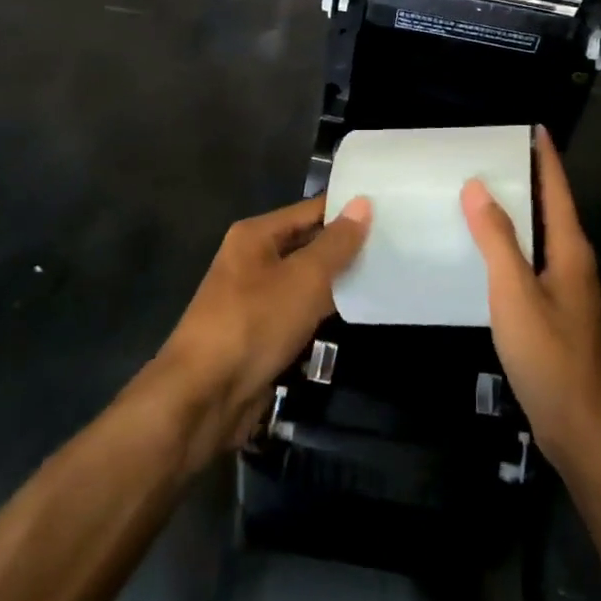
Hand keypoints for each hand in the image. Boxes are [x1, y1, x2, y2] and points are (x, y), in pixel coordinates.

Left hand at [153, 195, 370, 461]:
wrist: (203, 397)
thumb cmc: (254, 324)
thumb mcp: (304, 279)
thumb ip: (336, 243)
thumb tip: (363, 203)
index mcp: (256, 235)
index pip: (311, 210)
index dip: (348, 208)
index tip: (390, 208)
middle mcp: (253, 260)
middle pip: (308, 243)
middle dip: (347, 245)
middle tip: (397, 240)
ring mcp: (256, 298)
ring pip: (307, 279)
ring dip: (339, 280)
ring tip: (389, 271)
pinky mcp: (262, 332)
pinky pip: (301, 310)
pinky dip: (326, 309)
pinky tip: (359, 309)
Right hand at [462, 130, 600, 464]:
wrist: (582, 428)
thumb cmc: (549, 356)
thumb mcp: (515, 294)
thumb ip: (497, 240)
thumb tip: (478, 186)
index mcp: (570, 250)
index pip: (558, 189)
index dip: (546, 157)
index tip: (531, 127)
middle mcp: (574, 262)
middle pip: (552, 208)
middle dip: (528, 179)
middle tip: (490, 157)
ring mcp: (567, 289)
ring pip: (541, 236)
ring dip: (518, 212)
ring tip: (481, 195)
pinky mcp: (556, 312)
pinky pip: (533, 261)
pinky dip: (512, 245)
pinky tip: (486, 253)